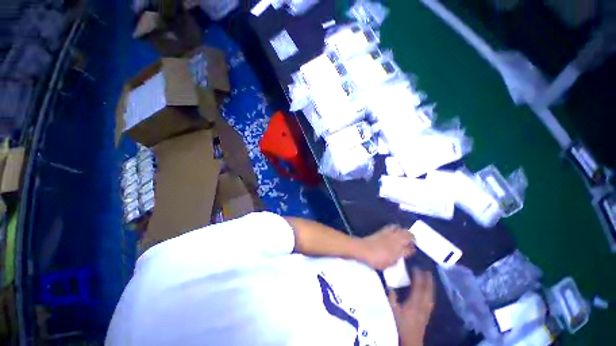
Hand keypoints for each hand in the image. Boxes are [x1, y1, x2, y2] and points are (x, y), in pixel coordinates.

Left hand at [357, 225, 414, 269]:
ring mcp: (390, 234)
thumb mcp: (387, 265)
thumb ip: (395, 261)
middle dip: (411, 238)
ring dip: (404, 231)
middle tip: (411, 240)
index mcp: (399, 252)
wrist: (363, 249)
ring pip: (402, 230)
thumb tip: (398, 257)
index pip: (410, 249)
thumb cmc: (375, 260)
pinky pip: (393, 227)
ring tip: (404, 234)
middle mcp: (396, 241)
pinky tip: (395, 230)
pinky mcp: (383, 230)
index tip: (412, 250)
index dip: (412, 250)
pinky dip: (396, 228)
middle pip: (408, 236)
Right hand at [388, 269, 434, 345]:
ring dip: (430, 285)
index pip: (418, 287)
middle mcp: (422, 305)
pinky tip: (430, 291)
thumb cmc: (401, 325)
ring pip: (430, 294)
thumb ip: (392, 298)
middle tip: (426, 270)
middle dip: (427, 279)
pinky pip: (431, 299)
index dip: (418, 277)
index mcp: (414, 303)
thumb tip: (391, 287)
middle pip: (427, 290)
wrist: (411, 340)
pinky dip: (431, 292)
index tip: (416, 268)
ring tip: (429, 278)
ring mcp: (426, 310)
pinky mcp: (427, 314)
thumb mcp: (393, 311)